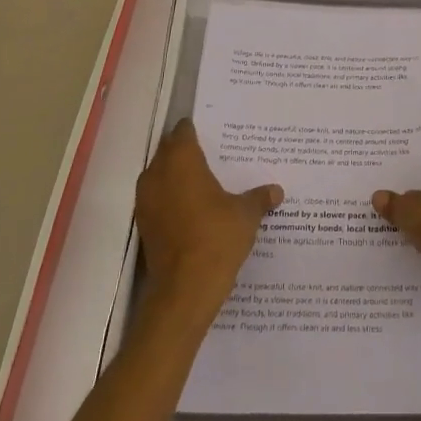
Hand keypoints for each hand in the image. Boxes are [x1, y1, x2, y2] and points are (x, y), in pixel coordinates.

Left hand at [135, 119, 282, 322]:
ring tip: (205, 183)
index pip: (183, 131)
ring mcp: (145, 200)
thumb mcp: (246, 214)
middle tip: (214, 156)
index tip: (214, 134)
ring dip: (176, 176)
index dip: (197, 129)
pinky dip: (171, 199)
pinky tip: (193, 210)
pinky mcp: (143, 225)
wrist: (184, 290)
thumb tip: (276, 191)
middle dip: (186, 152)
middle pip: (168, 151)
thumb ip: (259, 198)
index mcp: (181, 160)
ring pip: (160, 176)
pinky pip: (157, 200)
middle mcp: (157, 173)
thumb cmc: (216, 238)